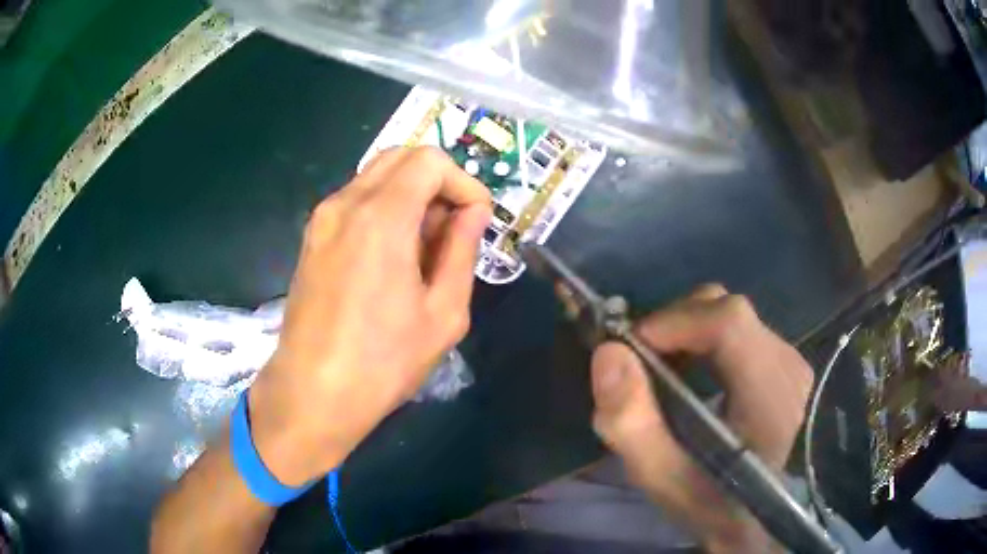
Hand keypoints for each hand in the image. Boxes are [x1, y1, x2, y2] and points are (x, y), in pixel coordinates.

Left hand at [248, 147, 491, 485]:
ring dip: (411, 194)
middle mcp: (346, 203)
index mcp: (381, 217)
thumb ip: (462, 250)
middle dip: (438, 181)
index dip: (463, 182)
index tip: (477, 220)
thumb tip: (475, 212)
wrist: (312, 393)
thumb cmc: (383, 362)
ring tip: (426, 246)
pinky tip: (393, 255)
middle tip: (454, 227)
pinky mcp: (312, 236)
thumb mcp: (443, 313)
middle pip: (401, 156)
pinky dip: (384, 208)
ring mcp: (323, 218)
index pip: (430, 160)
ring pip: (377, 176)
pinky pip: (356, 200)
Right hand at [590, 284, 813, 552]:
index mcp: (769, 398)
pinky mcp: (784, 361)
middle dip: (673, 324)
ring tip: (662, 370)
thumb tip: (608, 352)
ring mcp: (790, 361)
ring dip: (686, 331)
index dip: (674, 321)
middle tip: (640, 362)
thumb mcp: (659, 478)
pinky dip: (703, 338)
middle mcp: (788, 367)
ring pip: (730, 315)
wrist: (751, 517)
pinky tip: (689, 373)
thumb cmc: (707, 502)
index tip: (631, 348)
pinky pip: (738, 328)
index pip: (729, 323)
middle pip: (727, 310)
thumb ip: (630, 422)